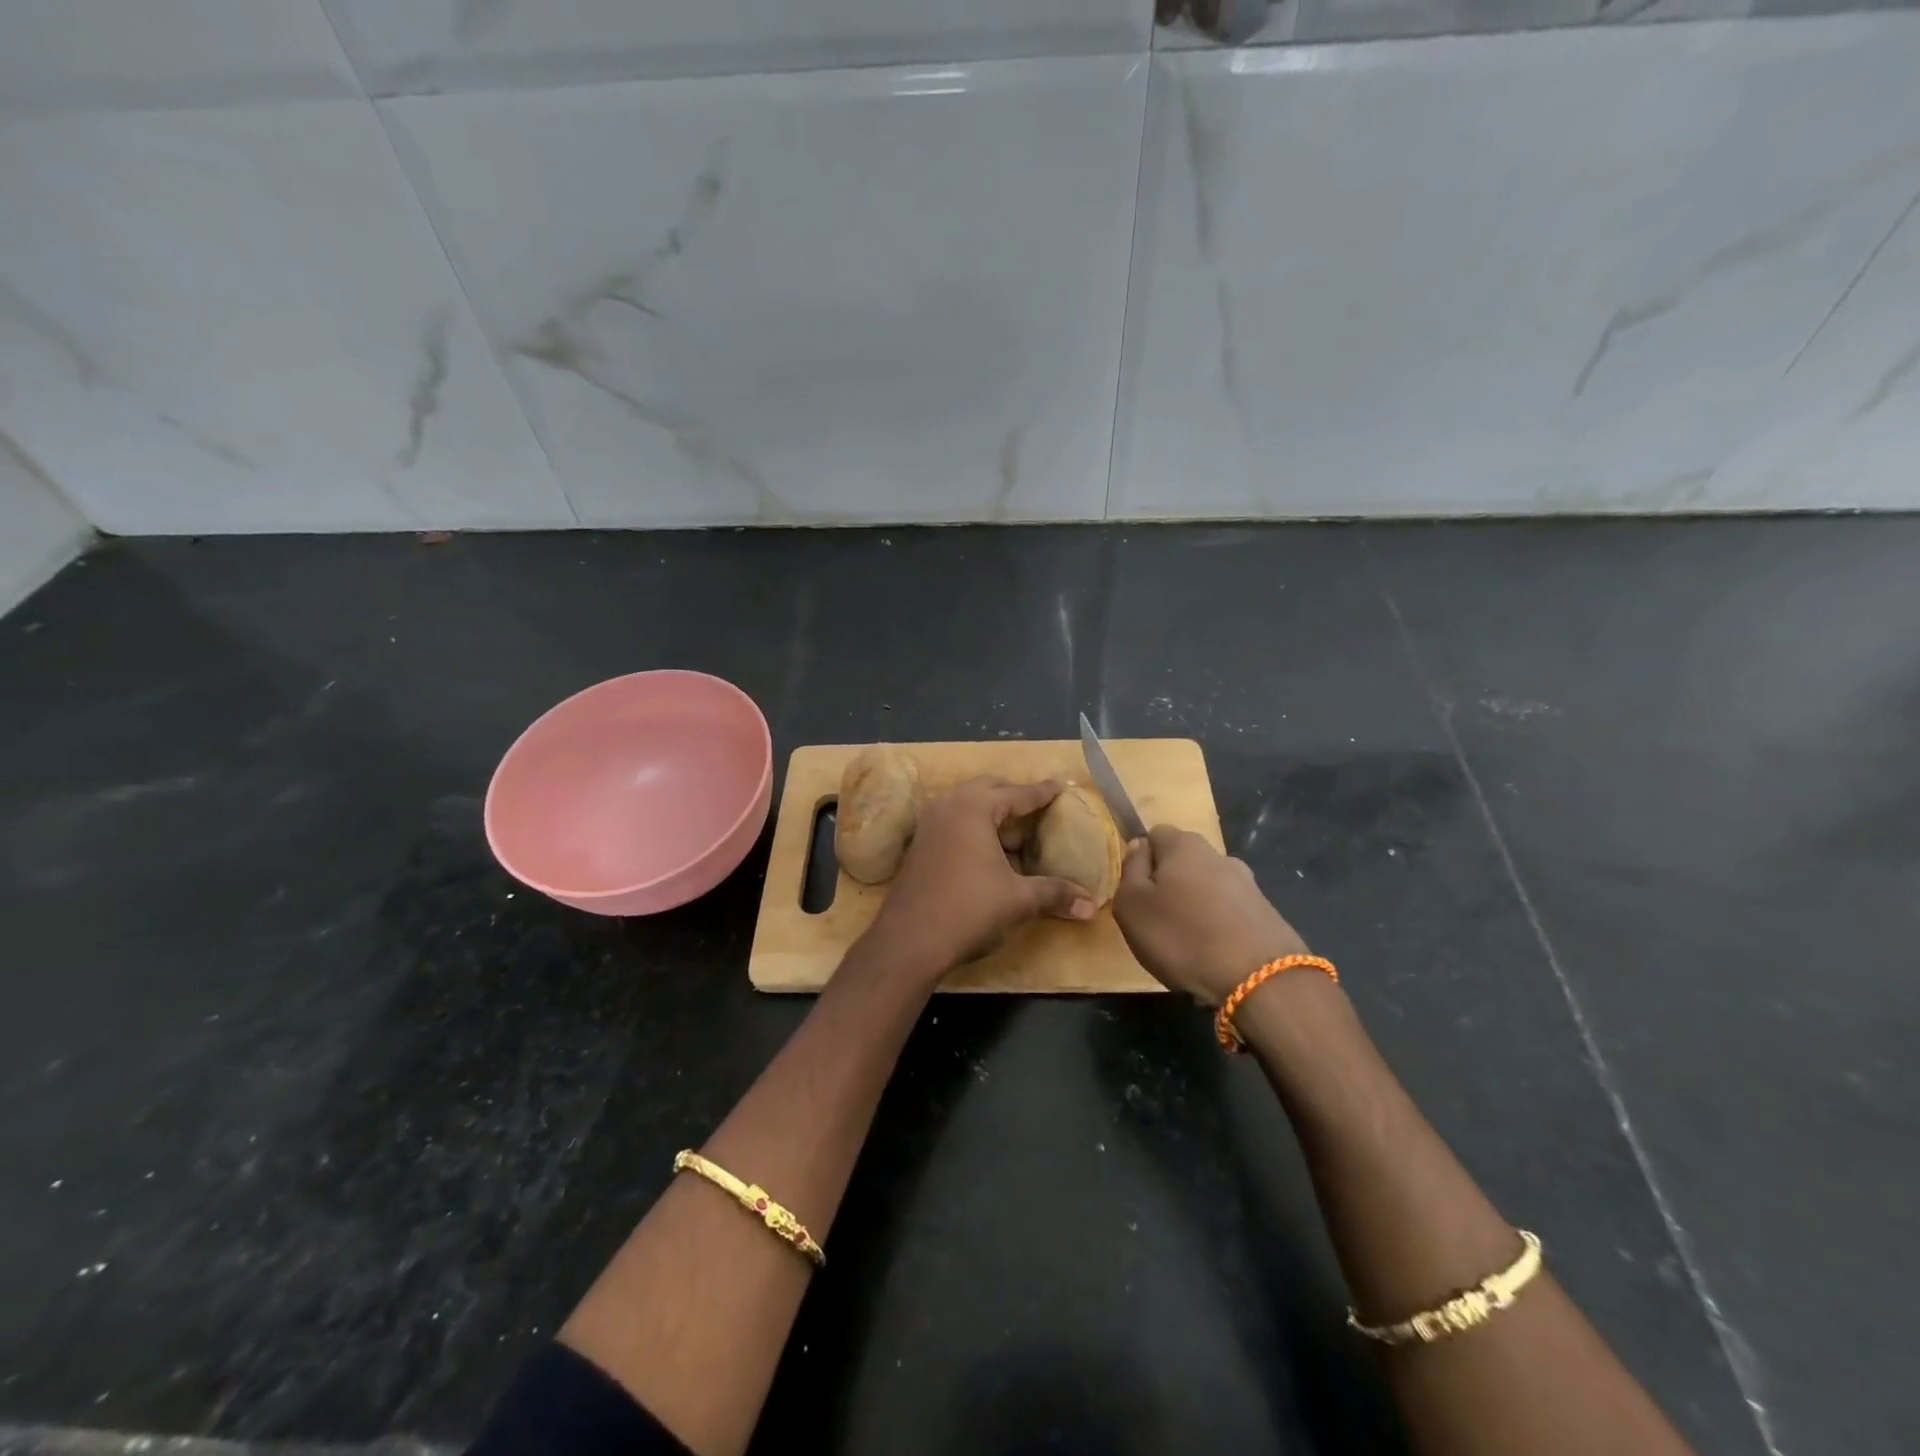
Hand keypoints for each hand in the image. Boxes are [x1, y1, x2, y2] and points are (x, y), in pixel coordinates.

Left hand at [868, 778, 1095, 978]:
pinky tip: (988, 855)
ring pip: (967, 807)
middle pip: (988, 791)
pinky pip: (953, 824)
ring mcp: (929, 826)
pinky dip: (974, 830)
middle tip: (1038, 810)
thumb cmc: (968, 909)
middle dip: (1014, 798)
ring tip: (1017, 836)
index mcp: (974, 808)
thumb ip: (1055, 894)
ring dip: (992, 816)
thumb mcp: (1018, 900)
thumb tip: (1091, 906)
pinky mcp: (919, 846)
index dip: (1042, 793)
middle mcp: (949, 807)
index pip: (1016, 793)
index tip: (1060, 787)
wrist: (909, 940)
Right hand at [1113, 826, 1309, 1003]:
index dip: (1141, 860)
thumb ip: (1130, 870)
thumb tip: (1139, 847)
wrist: (1261, 980)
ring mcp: (1248, 884)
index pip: (1154, 834)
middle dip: (1169, 884)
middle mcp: (1218, 855)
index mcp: (1184, 845)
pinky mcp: (1266, 913)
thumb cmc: (1182, 936)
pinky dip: (1218, 927)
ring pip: (1208, 887)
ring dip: (1195, 906)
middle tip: (1157, 920)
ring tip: (1187, 943)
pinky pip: (1229, 912)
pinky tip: (1214, 954)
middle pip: (1183, 862)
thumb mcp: (1132, 904)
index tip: (1136, 892)